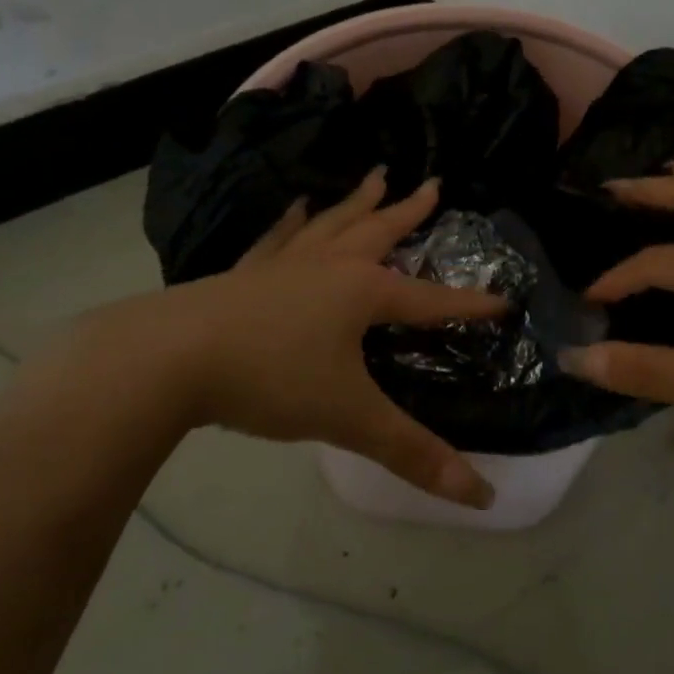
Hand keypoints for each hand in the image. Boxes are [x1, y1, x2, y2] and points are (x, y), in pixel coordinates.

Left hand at [70, 169, 505, 507]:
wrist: (170, 358)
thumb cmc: (272, 379)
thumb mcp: (349, 418)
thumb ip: (413, 453)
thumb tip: (481, 497)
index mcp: (362, 292)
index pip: (431, 299)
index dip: (469, 305)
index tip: (503, 300)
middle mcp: (329, 265)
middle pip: (379, 231)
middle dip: (409, 211)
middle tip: (433, 184)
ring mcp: (284, 264)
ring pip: (332, 224)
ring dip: (357, 202)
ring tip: (376, 176)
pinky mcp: (245, 273)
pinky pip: (278, 239)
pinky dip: (291, 222)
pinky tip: (295, 207)